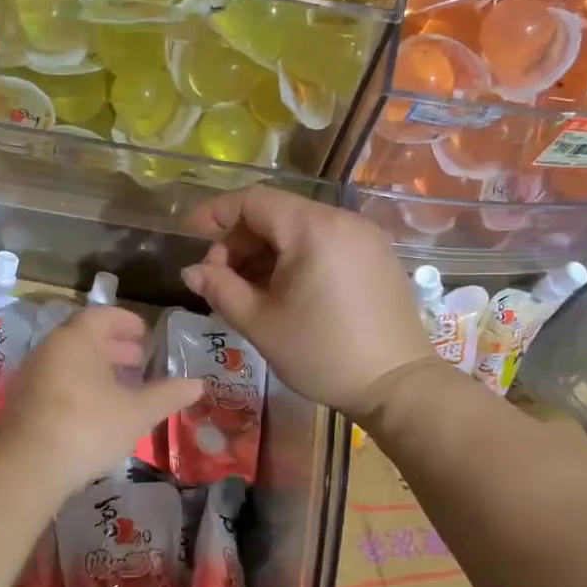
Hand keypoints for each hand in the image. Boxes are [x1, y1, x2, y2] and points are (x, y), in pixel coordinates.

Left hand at [0, 307, 203, 492]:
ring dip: (98, 369)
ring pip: (70, 362)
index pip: (103, 316)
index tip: (146, 335)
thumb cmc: (88, 427)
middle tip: (140, 361)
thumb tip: (198, 384)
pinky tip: (97, 410)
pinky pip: (57, 382)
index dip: (127, 322)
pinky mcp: (23, 403)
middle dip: (115, 348)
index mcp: (76, 339)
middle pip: (85, 338)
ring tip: (123, 388)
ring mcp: (32, 376)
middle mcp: (50, 350)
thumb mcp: (137, 412)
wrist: (28, 468)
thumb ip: (168, 395)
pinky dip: (80, 386)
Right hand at [182, 187, 438, 422]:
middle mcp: (342, 220)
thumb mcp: (261, 323)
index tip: (189, 234)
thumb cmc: (322, 354)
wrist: (397, 386)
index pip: (253, 201)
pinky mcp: (377, 256)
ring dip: (266, 251)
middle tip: (219, 278)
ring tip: (247, 289)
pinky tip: (282, 291)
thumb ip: (220, 289)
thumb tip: (191, 270)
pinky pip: (325, 243)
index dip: (215, 213)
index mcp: (313, 229)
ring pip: (300, 229)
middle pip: (277, 213)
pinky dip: (295, 258)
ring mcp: (364, 237)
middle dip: (240, 240)